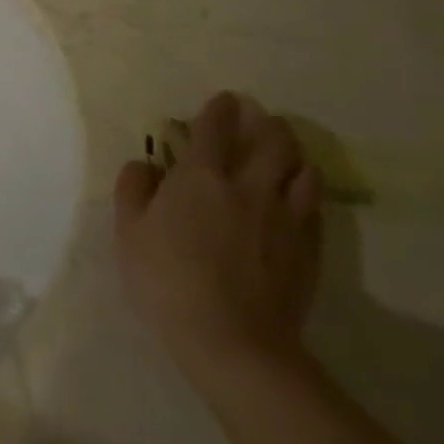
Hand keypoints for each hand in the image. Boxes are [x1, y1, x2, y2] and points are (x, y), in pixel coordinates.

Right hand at [114, 92, 322, 372]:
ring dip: (294, 155)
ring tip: (285, 155)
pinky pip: (315, 208)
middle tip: (260, 121)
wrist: (232, 342)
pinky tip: (298, 199)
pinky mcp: (308, 250)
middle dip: (268, 124)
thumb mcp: (128, 231)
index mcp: (201, 175)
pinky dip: (306, 193)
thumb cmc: (168, 279)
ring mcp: (285, 218)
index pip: (215, 126)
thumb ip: (133, 188)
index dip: (220, 108)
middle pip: (273, 140)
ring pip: (304, 170)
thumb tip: (144, 164)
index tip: (224, 100)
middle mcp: (249, 186)